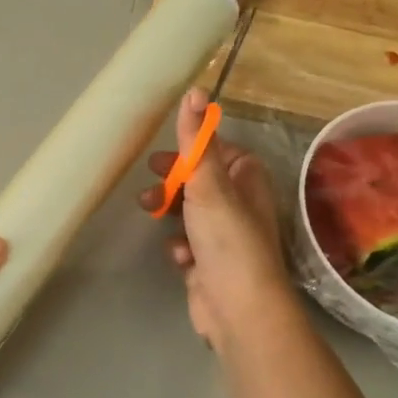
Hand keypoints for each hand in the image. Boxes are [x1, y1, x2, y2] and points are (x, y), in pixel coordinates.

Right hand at [139, 88, 295, 347]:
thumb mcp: (209, 182)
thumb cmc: (227, 238)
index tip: (164, 156)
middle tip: (148, 186)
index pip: (221, 154)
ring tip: (150, 214)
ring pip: (191, 215)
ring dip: (171, 214)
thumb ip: (198, 139)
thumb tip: (196, 89)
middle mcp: (241, 207)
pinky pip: (188, 246)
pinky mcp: (210, 266)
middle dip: (173, 184)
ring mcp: (225, 239)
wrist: (237, 307)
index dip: (192, 152)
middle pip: (201, 183)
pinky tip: (179, 257)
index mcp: (249, 181)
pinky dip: (180, 247)